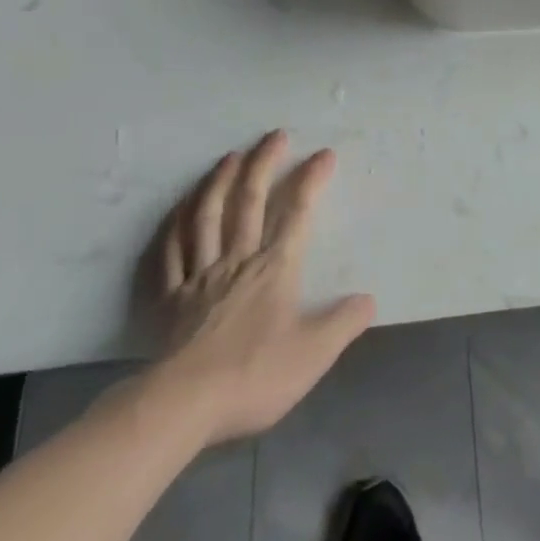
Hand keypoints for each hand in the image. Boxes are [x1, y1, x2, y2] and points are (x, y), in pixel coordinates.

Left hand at [135, 130, 375, 448]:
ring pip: (207, 217)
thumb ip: (344, 323)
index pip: (298, 213)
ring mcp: (200, 276)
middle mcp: (237, 260)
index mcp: (274, 268)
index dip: (311, 180)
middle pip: (249, 202)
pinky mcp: (171, 298)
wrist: (183, 405)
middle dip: (264, 164)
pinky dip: (176, 225)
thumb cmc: (254, 375)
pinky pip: (171, 253)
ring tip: (230, 156)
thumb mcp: (314, 353)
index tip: (324, 154)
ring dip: (219, 182)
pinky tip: (180, 209)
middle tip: (275, 135)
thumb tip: (369, 300)